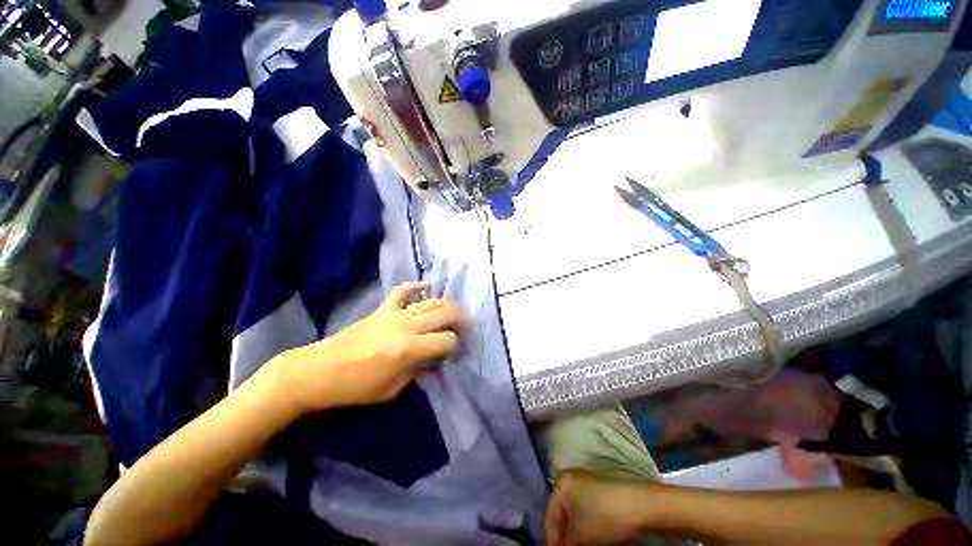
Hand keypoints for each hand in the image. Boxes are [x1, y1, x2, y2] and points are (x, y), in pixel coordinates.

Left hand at [273, 282, 463, 413]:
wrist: (319, 371)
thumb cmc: (356, 387)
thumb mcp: (393, 389)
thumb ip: (419, 369)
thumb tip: (437, 358)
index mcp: (409, 348)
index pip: (447, 340)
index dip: (456, 347)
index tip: (455, 354)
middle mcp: (407, 325)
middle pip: (446, 313)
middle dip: (461, 321)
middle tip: (465, 330)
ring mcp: (394, 313)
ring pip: (431, 301)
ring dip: (447, 306)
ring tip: (454, 314)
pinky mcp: (382, 309)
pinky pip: (402, 291)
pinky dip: (416, 286)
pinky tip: (426, 286)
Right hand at [546, 470, 653, 545]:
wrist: (641, 505)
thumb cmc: (604, 517)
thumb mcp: (580, 537)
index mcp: (561, 483)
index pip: (550, 519)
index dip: (553, 543)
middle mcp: (571, 479)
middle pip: (563, 517)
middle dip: (567, 539)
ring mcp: (588, 483)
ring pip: (577, 516)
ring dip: (578, 537)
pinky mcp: (603, 490)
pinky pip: (589, 512)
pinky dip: (589, 529)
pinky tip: (596, 541)